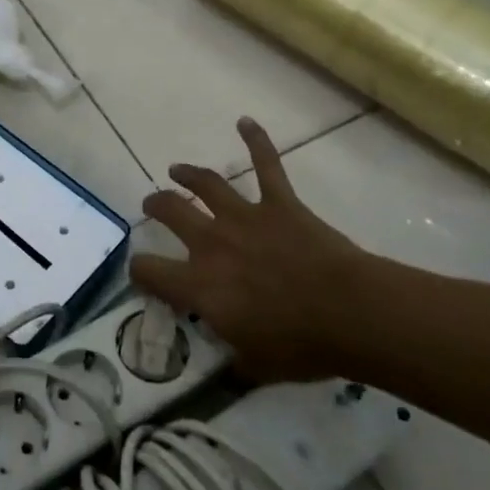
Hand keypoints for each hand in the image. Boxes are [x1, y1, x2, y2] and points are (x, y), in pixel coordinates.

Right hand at [131, 117, 385, 381]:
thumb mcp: (255, 365)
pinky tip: (246, 122)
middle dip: (156, 205)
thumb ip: (233, 360)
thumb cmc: (301, 346)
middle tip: (153, 204)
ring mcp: (244, 217)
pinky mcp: (279, 203)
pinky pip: (267, 164)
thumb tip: (227, 368)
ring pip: (206, 184)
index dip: (139, 271)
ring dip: (188, 174)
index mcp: (200, 285)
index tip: (142, 273)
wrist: (350, 312)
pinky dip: (256, 140)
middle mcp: (211, 243)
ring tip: (177, 170)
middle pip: (170, 211)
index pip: (149, 272)